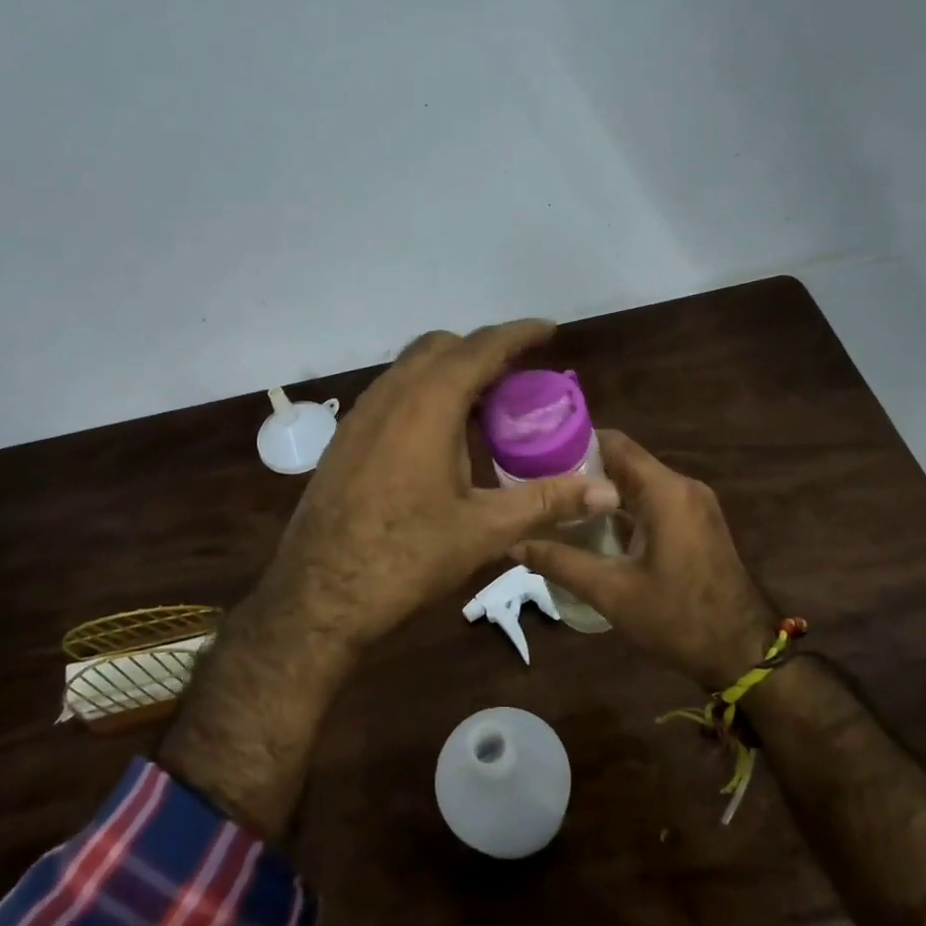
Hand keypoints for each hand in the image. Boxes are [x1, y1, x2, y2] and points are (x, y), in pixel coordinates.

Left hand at [249, 320, 619, 662]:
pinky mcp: (345, 440)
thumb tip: (606, 491)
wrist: (318, 595)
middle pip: (441, 347)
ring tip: (484, 407)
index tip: (548, 331)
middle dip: (482, 351)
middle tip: (517, 378)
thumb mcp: (484, 530)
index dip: (518, 334)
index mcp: (428, 405)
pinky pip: (391, 395)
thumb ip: (546, 501)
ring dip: (449, 373)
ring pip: (410, 369)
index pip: (480, 348)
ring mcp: (361, 416)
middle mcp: (390, 396)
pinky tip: (439, 440)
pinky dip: (422, 396)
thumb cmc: (406, 557)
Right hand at [515, 430, 775, 690]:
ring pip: (638, 483)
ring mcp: (694, 505)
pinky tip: (593, 529)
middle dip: (582, 471)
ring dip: (601, 492)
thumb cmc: (677, 619)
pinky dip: (623, 508)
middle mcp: (682, 487)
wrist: (742, 653)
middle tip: (539, 486)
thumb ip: (560, 562)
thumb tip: (514, 542)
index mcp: (665, 492)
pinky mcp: (697, 523)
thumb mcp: (611, 592)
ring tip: (557, 507)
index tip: (536, 457)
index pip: (614, 444)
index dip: (573, 444)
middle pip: (624, 462)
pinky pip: (653, 501)